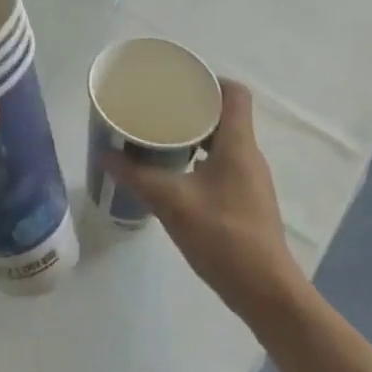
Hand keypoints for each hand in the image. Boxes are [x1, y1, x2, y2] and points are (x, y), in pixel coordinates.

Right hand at [107, 80, 304, 324]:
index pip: (235, 94)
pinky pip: (222, 165)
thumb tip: (106, 155)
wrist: (264, 290)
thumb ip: (138, 177)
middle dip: (192, 109)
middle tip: (157, 111)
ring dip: (194, 136)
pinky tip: (175, 175)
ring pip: (222, 142)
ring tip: (160, 139)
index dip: (209, 81)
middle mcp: (248, 154)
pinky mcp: (246, 200)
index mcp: (238, 144)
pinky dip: (199, 160)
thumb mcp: (173, 203)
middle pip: (225, 115)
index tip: (177, 85)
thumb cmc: (223, 237)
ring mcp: (250, 179)